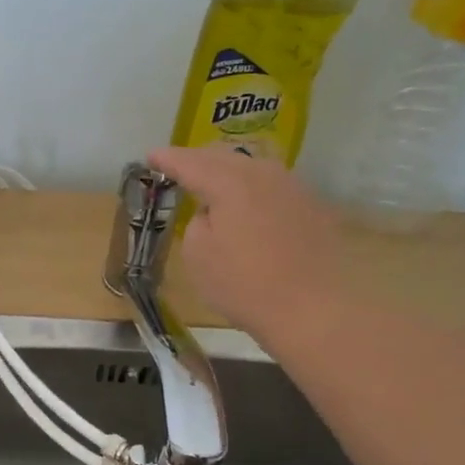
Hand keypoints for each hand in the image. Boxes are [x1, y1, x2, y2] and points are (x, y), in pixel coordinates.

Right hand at [147, 145, 343, 340]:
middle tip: (178, 165)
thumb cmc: (244, 284)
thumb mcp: (198, 256)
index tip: (150, 156)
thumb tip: (212, 214)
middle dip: (199, 159)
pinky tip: (246, 202)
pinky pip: (271, 186)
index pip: (191, 163)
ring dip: (227, 171)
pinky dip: (251, 188)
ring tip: (211, 180)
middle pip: (225, 157)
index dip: (168, 159)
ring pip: (252, 168)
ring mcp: (293, 188)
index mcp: (230, 182)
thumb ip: (197, 224)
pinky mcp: (312, 207)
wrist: (314, 309)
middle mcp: (264, 174)